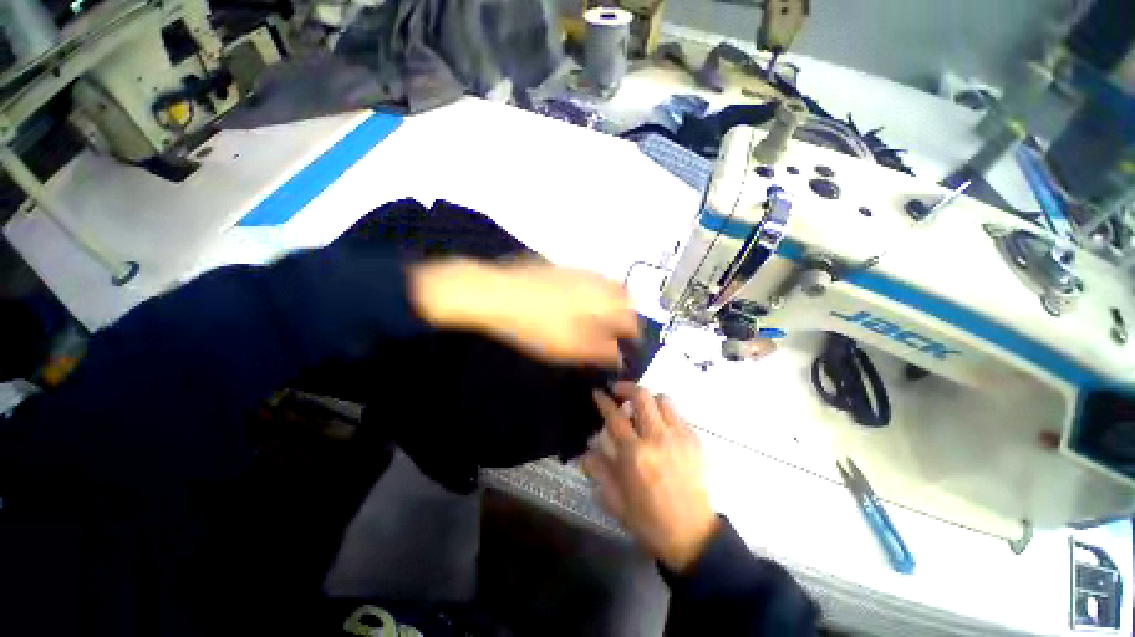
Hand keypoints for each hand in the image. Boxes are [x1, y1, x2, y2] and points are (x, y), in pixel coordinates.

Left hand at [410, 258, 638, 367]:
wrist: (497, 293)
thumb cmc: (536, 326)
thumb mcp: (570, 348)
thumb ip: (600, 352)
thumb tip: (620, 358)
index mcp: (604, 303)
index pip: (631, 320)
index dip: (632, 337)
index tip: (627, 348)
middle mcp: (598, 282)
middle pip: (625, 297)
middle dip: (626, 315)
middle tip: (616, 332)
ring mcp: (579, 271)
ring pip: (607, 284)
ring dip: (611, 301)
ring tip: (600, 318)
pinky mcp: (563, 267)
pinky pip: (589, 278)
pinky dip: (594, 291)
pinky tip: (578, 301)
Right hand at [582, 382, 719, 572]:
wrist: (692, 536)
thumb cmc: (648, 520)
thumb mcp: (615, 499)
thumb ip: (598, 469)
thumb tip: (587, 449)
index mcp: (635, 454)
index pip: (615, 416)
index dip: (603, 400)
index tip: (598, 392)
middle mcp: (657, 439)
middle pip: (642, 396)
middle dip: (626, 387)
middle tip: (618, 391)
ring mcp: (679, 437)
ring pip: (663, 399)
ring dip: (648, 398)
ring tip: (640, 408)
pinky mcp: (695, 441)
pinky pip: (677, 414)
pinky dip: (664, 413)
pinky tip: (659, 426)